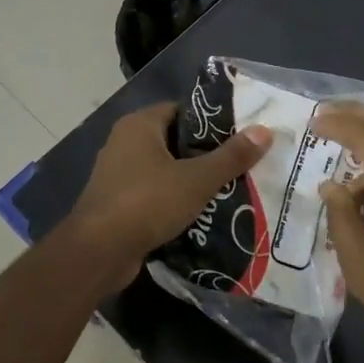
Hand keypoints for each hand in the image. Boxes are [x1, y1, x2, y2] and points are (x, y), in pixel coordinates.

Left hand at [68, 103, 273, 269]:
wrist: (98, 252)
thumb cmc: (146, 203)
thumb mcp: (196, 179)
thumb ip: (231, 157)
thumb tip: (265, 131)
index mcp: (139, 125)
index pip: (182, 110)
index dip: (211, 121)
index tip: (241, 135)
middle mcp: (124, 143)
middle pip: (174, 141)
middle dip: (205, 154)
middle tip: (241, 164)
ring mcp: (117, 175)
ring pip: (164, 170)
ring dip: (190, 180)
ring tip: (229, 190)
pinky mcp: (117, 204)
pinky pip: (153, 194)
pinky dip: (173, 201)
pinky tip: (201, 214)